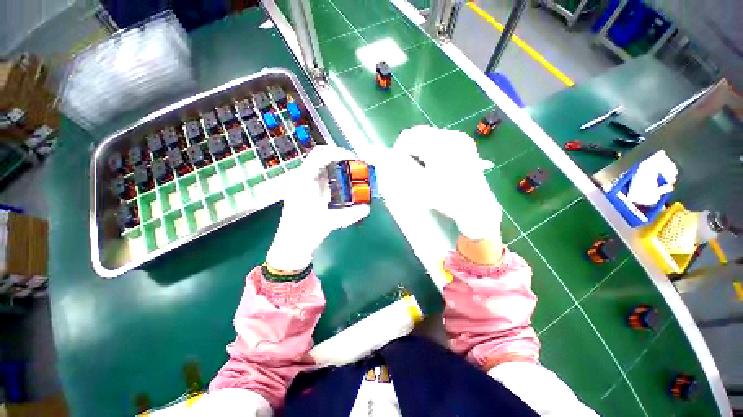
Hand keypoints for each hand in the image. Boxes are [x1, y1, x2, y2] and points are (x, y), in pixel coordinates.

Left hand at [266, 146, 370, 273]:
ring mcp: (303, 184)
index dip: (338, 153)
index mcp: (304, 181)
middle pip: (321, 156)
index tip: (354, 159)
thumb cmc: (305, 232)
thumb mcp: (330, 222)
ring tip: (352, 172)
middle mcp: (302, 178)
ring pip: (321, 165)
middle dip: (340, 157)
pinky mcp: (306, 191)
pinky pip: (321, 176)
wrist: (290, 245)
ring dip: (337, 165)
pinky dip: (334, 175)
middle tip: (356, 164)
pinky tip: (342, 185)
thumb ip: (350, 214)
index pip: (320, 155)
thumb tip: (367, 208)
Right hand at [392, 125, 501, 241]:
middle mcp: (451, 136)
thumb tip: (386, 158)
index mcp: (440, 145)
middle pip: (418, 133)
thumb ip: (400, 169)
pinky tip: (431, 164)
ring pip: (428, 136)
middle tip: (406, 165)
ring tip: (419, 166)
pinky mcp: (464, 144)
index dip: (397, 150)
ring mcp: (460, 139)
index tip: (395, 164)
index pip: (409, 138)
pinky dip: (429, 149)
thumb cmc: (448, 198)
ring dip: (418, 148)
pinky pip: (439, 140)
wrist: (476, 208)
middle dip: (408, 148)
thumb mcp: (420, 186)